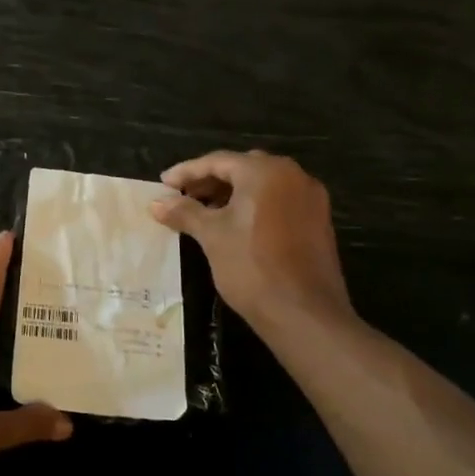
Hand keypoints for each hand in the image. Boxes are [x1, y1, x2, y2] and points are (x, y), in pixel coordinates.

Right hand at [149, 150, 353, 329]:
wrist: (304, 314)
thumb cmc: (252, 267)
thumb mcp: (211, 236)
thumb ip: (184, 212)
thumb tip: (157, 202)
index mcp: (266, 172)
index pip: (218, 161)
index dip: (186, 172)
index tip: (163, 184)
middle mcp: (293, 175)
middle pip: (242, 168)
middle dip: (210, 180)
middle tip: (183, 196)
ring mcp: (310, 198)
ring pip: (262, 185)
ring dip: (232, 193)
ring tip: (204, 212)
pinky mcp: (318, 221)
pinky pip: (278, 202)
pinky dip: (253, 206)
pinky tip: (234, 226)